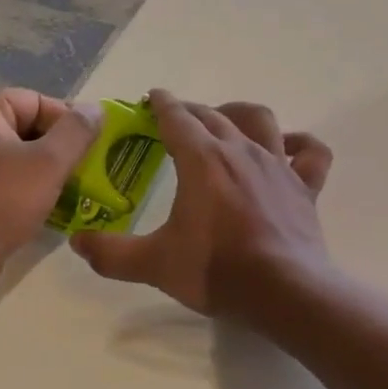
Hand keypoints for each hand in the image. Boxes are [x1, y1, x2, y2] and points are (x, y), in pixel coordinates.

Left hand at [0, 89, 100, 300]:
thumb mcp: (47, 163)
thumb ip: (76, 132)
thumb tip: (96, 109)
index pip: (38, 102)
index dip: (69, 124)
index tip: (94, 150)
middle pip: (30, 128)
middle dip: (62, 150)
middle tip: (90, 173)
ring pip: (21, 158)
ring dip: (50, 173)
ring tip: (78, 192)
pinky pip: (8, 181)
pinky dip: (31, 191)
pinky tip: (54, 210)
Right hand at [71, 90, 333, 318]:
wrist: (284, 291)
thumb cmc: (216, 270)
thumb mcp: (154, 264)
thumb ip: (111, 253)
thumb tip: (77, 242)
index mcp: (201, 160)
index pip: (177, 117)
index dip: (162, 104)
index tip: (153, 97)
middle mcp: (239, 150)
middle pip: (213, 115)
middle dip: (191, 110)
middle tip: (176, 118)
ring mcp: (277, 165)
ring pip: (260, 120)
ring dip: (239, 113)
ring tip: (226, 120)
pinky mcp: (304, 186)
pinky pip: (311, 152)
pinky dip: (300, 143)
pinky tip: (287, 147)